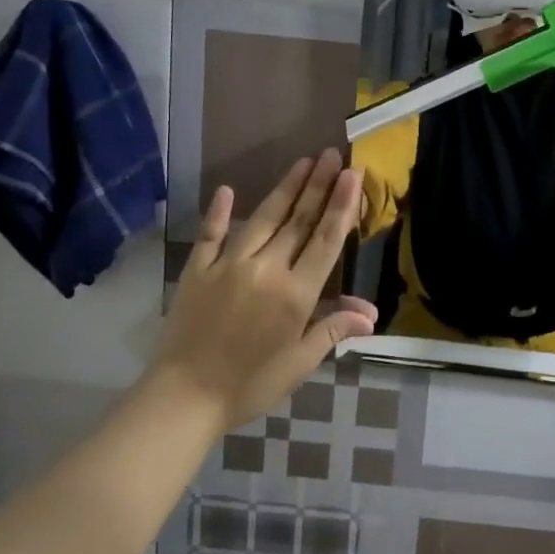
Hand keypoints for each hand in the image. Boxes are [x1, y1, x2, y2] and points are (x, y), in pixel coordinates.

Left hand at [154, 150, 376, 430]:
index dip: (342, 205)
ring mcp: (229, 265)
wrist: (184, 398)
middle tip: (332, 154)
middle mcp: (267, 269)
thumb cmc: (250, 385)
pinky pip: (211, 234)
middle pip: (299, 220)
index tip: (352, 174)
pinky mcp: (198, 270)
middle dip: (319, 185)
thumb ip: (332, 329)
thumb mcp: (299, 363)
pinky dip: (218, 212)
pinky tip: (225, 189)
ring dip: (285, 189)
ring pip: (263, 219)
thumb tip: (370, 313)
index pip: (326, 240)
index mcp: (296, 293)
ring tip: (302, 162)